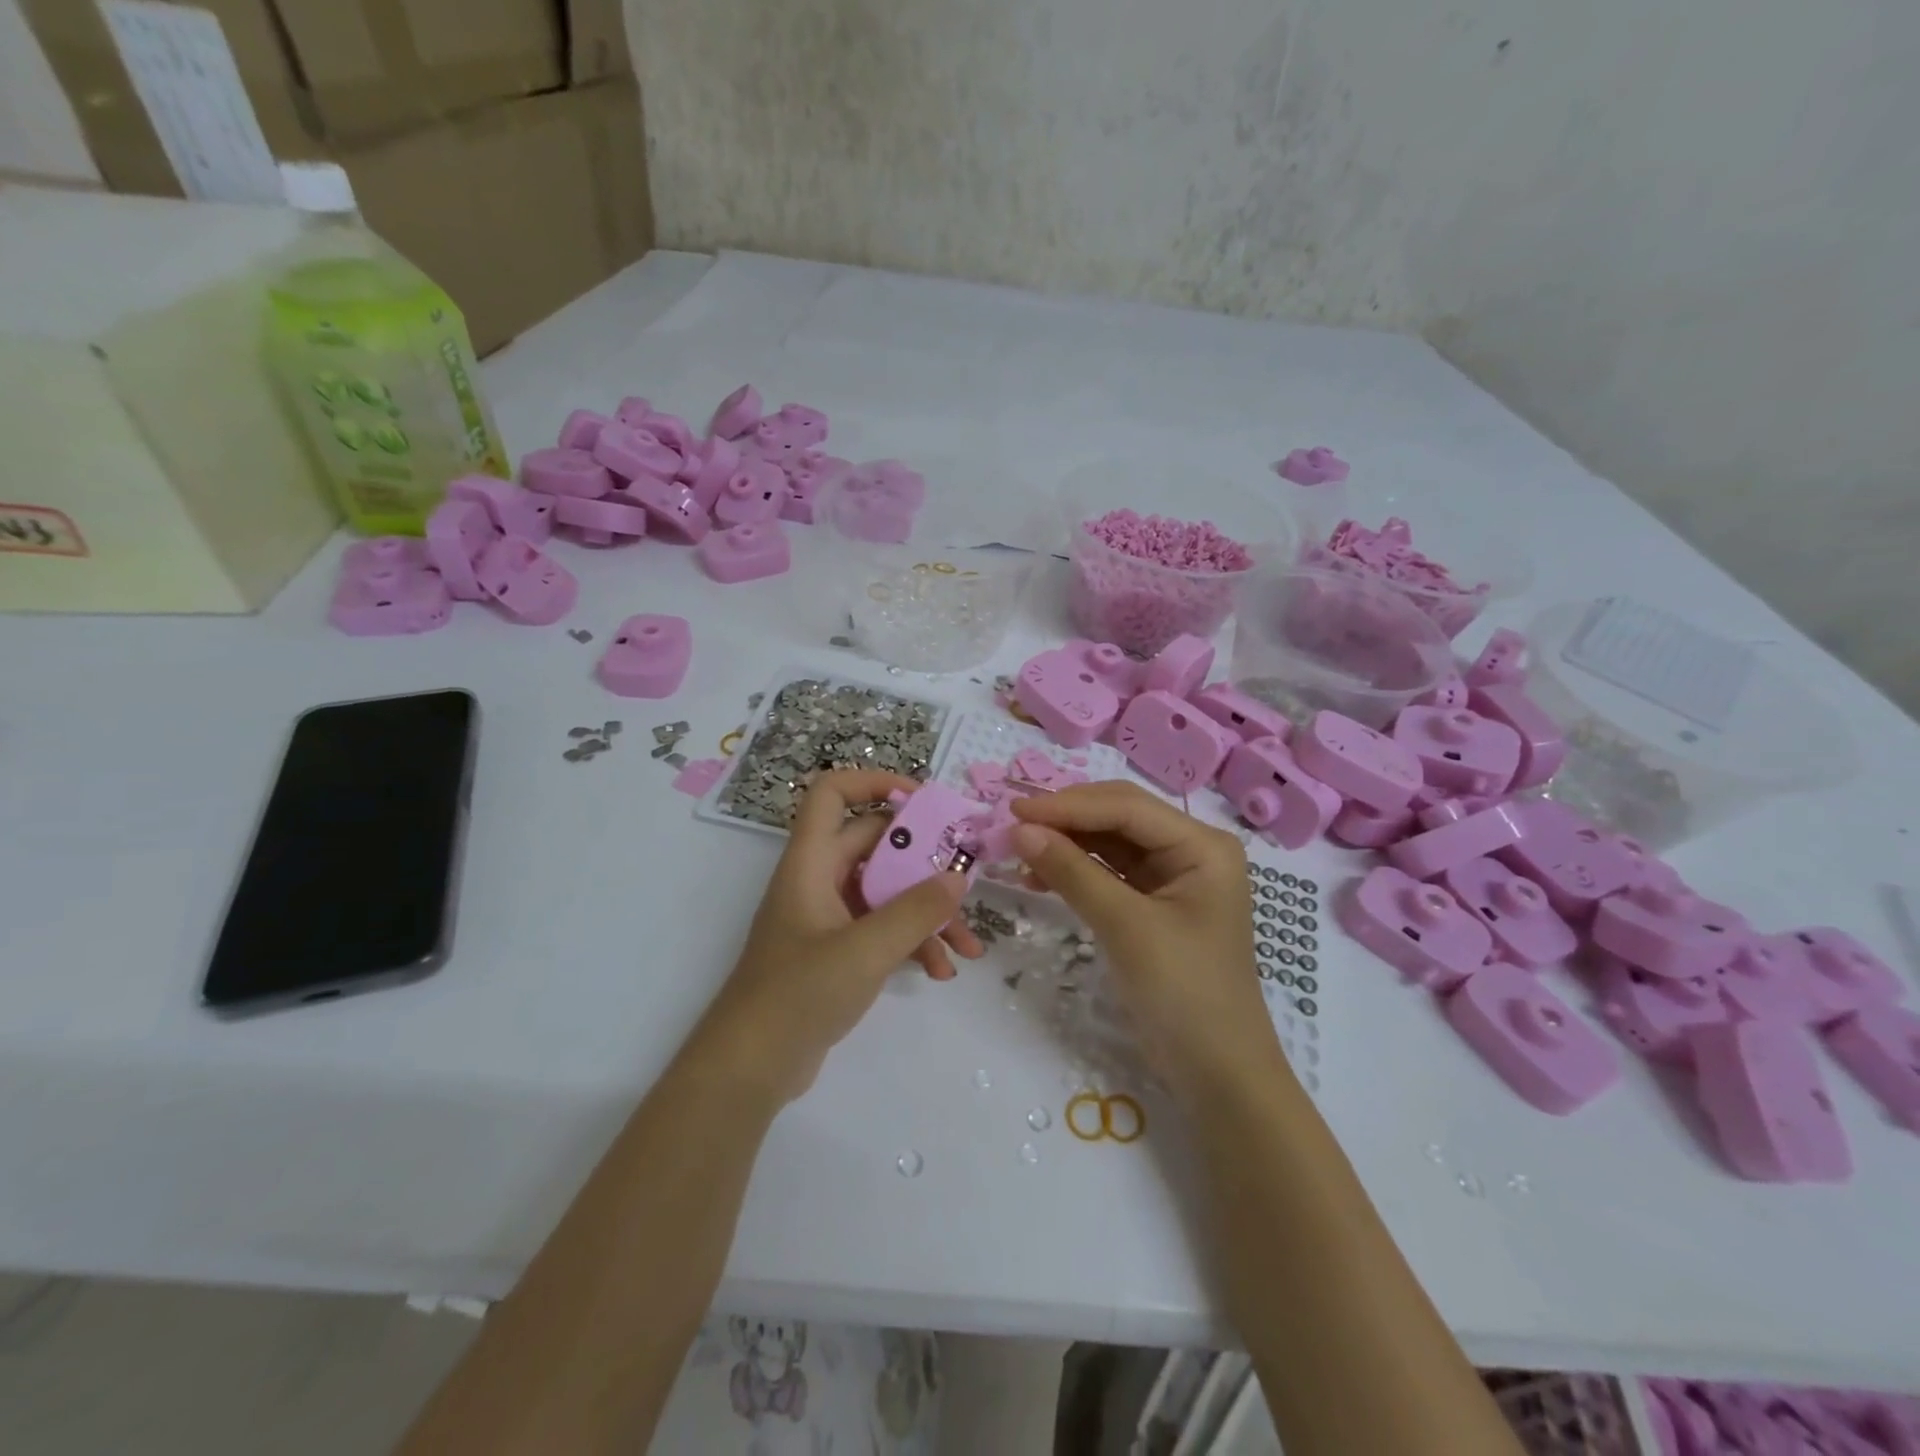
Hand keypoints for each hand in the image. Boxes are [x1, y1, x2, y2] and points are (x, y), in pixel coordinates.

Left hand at [688, 770, 985, 1106]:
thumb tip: (958, 876)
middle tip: (968, 881)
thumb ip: (916, 911)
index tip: (924, 801)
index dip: (874, 782)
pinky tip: (941, 971)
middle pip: (877, 846)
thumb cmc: (799, 994)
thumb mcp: (866, 949)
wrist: (750, 1068)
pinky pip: (883, 929)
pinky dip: (913, 943)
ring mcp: (828, 917)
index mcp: (812, 862)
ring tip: (967, 948)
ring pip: (887, 893)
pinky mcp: (837, 951)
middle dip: (925, 865)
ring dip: (928, 914)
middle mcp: (819, 880)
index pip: (832, 793)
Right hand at [1009, 781, 1277, 1095]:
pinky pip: (1109, 872)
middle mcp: (1190, 850)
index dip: (1068, 805)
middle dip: (1066, 819)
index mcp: (1202, 846)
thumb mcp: (1126, 927)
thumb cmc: (1184, 993)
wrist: (1217, 1073)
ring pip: (1110, 843)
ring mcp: (1173, 877)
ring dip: (1066, 843)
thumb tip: (1019, 830)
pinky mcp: (1154, 904)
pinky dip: (1075, 871)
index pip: (1126, 808)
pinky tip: (1039, 876)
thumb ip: (1073, 872)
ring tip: (1018, 851)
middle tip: (1012, 825)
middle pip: (1118, 816)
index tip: (1014, 809)